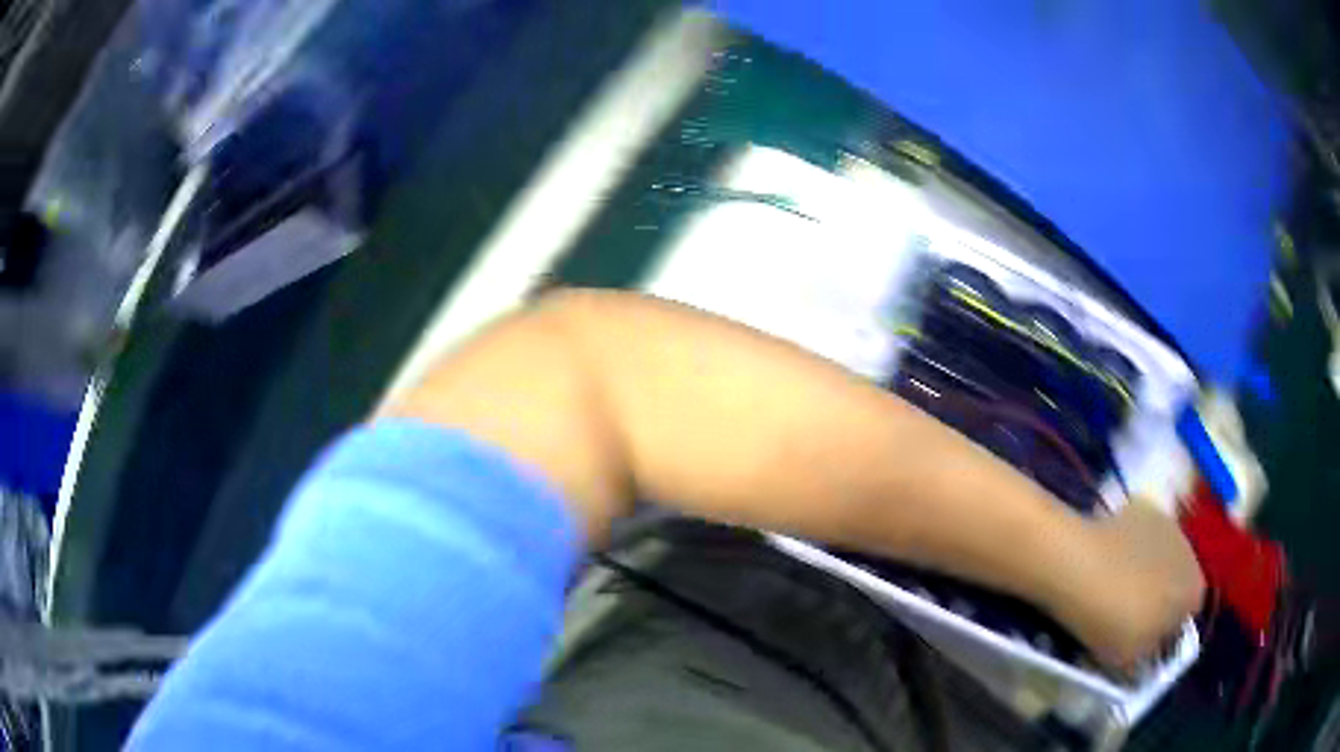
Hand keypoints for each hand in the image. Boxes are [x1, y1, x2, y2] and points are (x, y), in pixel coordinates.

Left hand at [1054, 503, 1204, 671]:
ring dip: (1148, 570)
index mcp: (1193, 592)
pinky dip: (1133, 545)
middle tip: (1130, 614)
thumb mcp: (1130, 658)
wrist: (1082, 566)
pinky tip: (1109, 558)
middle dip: (1161, 596)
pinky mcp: (1145, 507)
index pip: (1188, 614)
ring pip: (1163, 556)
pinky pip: (1144, 534)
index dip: (1168, 628)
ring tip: (1116, 586)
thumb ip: (1147, 655)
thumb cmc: (1112, 621)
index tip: (1145, 639)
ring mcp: (1169, 525)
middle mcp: (1190, 554)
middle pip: (1179, 581)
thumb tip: (1149, 650)